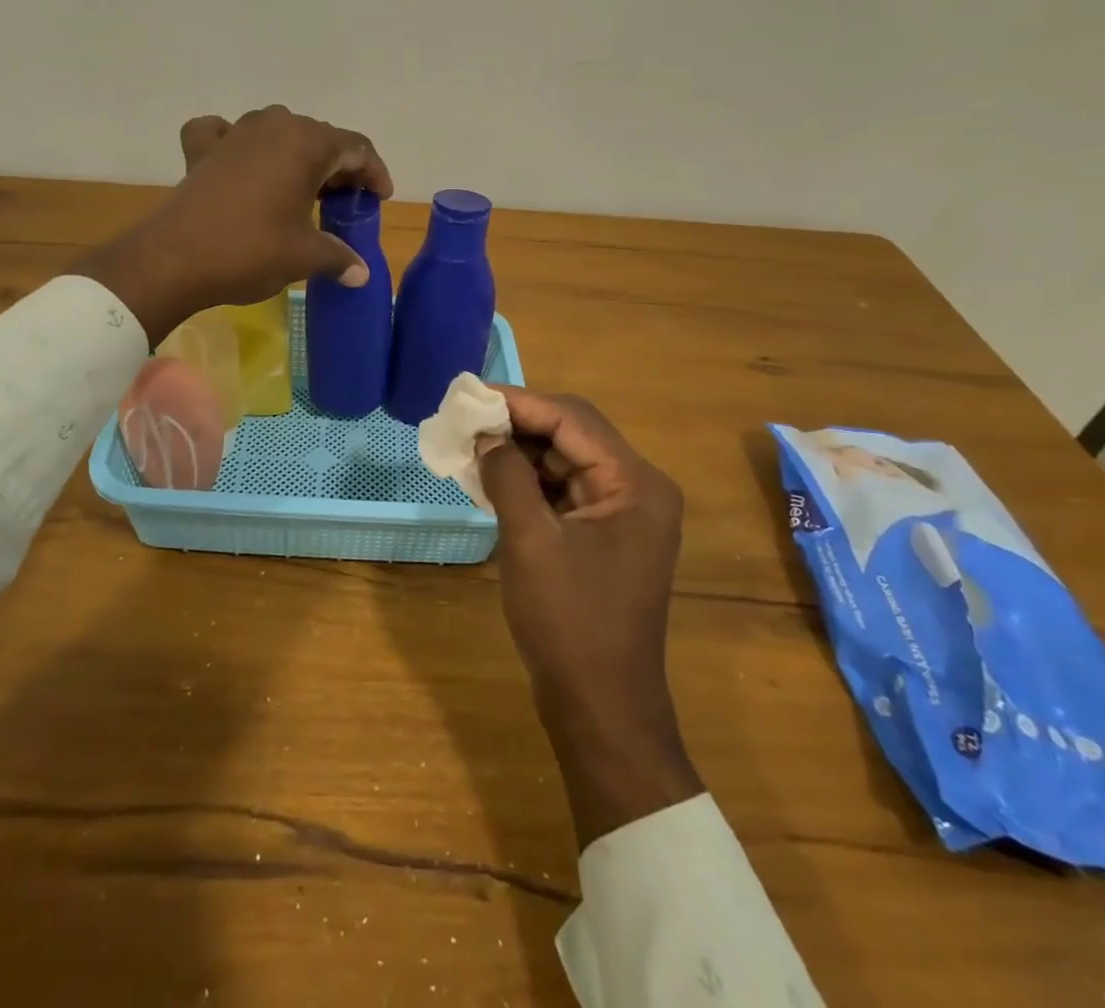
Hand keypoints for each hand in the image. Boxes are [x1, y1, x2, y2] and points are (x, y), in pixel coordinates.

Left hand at [70, 106, 392, 344]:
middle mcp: (273, 125)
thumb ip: (340, 257)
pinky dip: (238, 145)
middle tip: (345, 202)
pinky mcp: (202, 149)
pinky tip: (239, 161)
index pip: (356, 147)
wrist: (175, 259)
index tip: (380, 198)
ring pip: (277, 133)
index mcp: (306, 143)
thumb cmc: (251, 250)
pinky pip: (225, 134)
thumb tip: (361, 273)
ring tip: (304, 189)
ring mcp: (234, 132)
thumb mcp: (305, 256)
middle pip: (319, 138)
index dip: (374, 173)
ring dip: (296, 156)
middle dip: (338, 167)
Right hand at [478, 388, 701, 848]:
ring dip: (520, 451)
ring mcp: (623, 513)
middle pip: (573, 433)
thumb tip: (485, 433)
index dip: (519, 402)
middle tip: (466, 419)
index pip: (572, 419)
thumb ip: (507, 475)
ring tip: (471, 445)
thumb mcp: (530, 541)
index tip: (470, 396)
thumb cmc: (569, 622)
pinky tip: (491, 478)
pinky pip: (564, 490)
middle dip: (518, 423)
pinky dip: (529, 480)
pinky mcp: (605, 534)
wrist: (601, 708)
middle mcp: (638, 488)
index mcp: (635, 483)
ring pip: (566, 460)